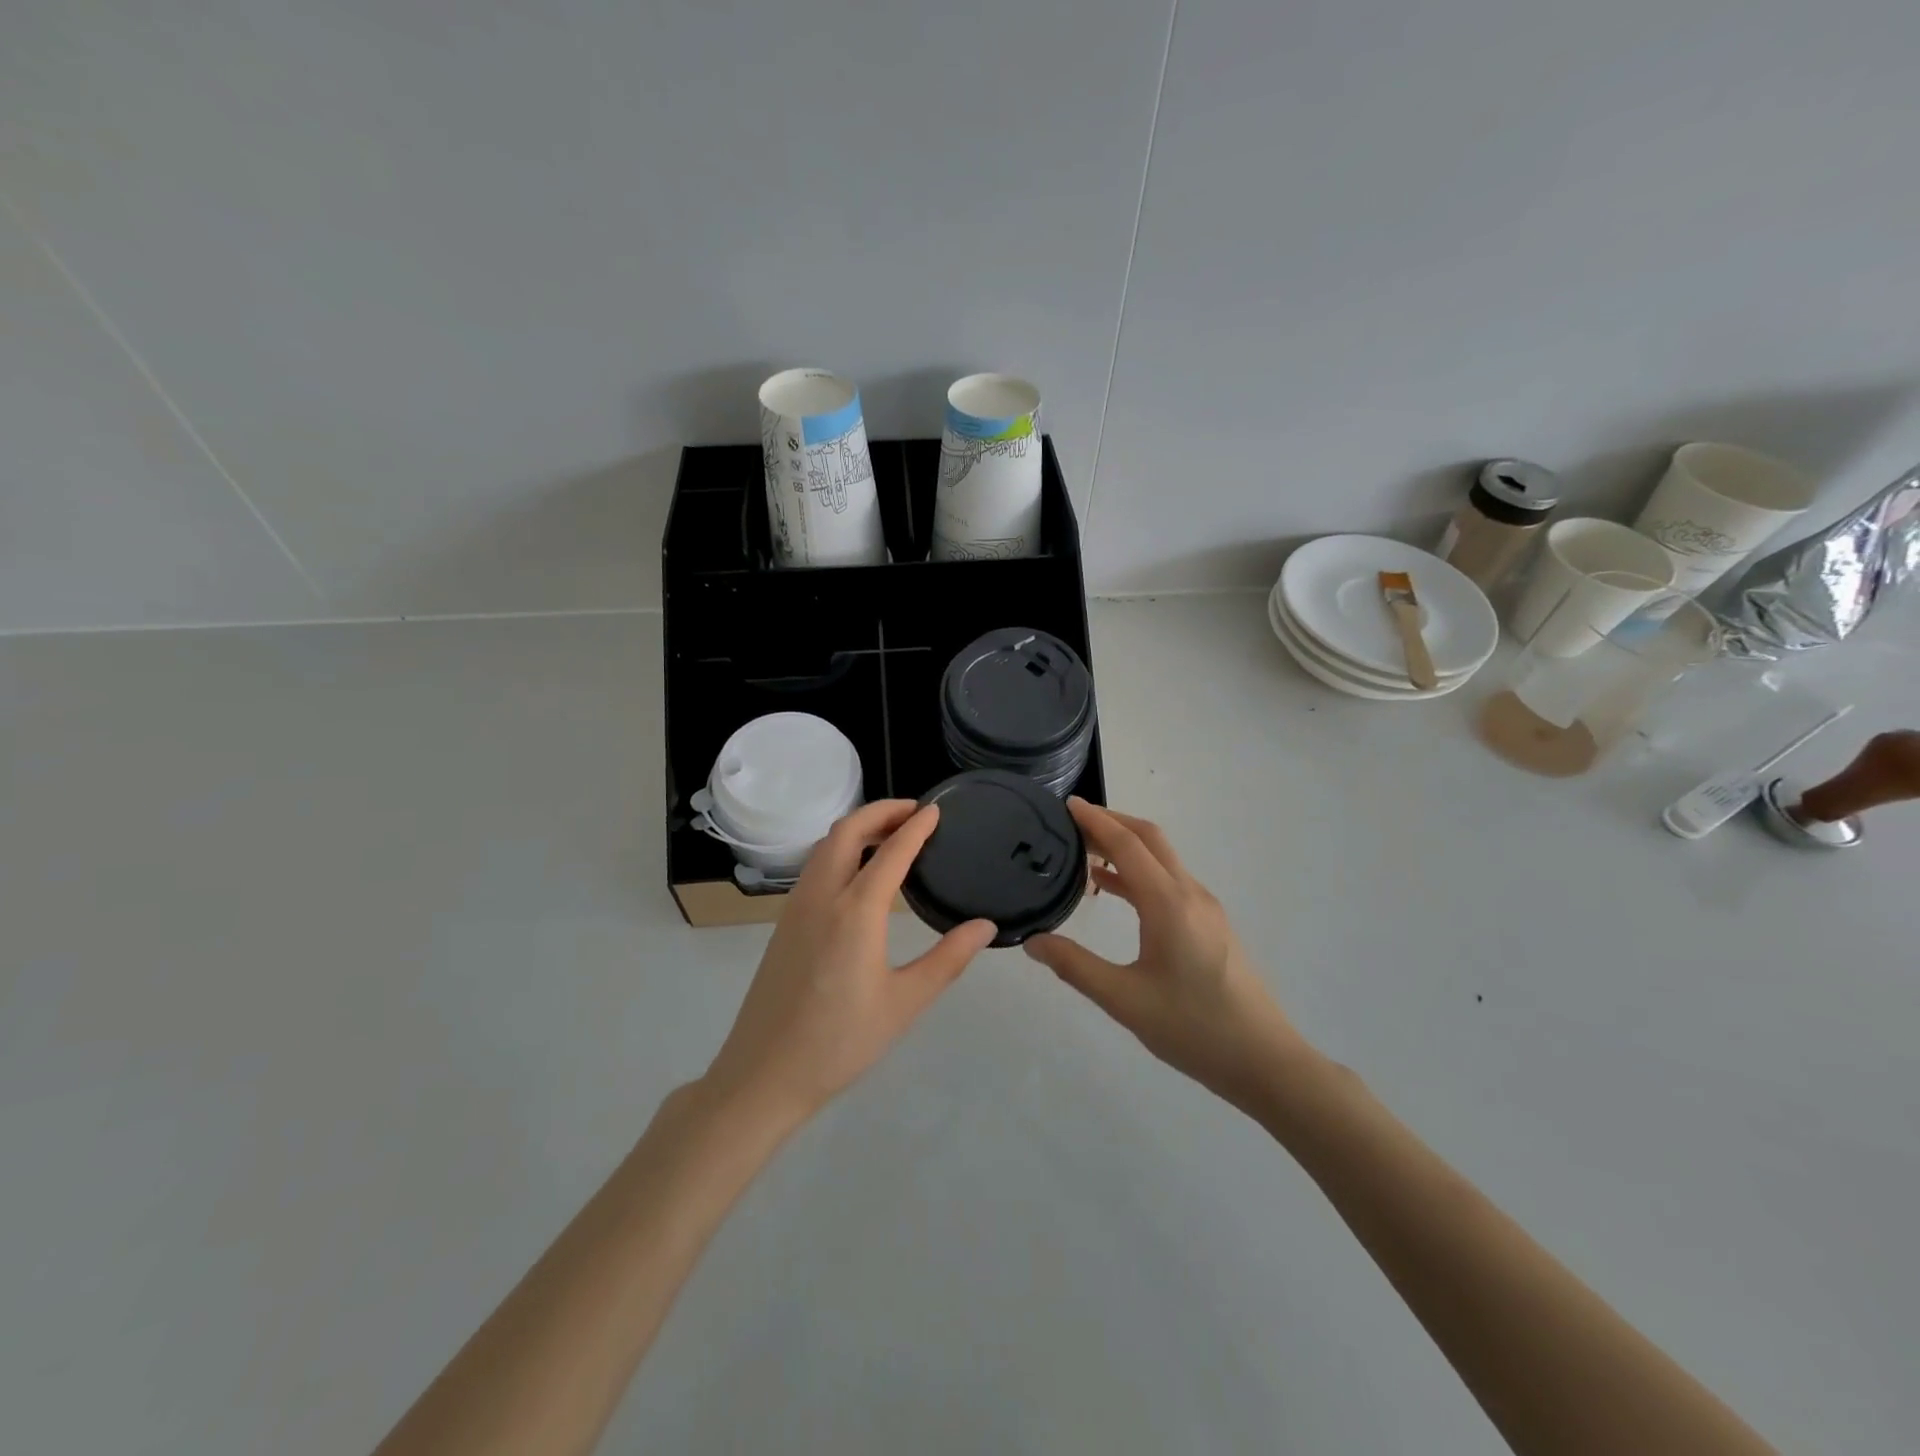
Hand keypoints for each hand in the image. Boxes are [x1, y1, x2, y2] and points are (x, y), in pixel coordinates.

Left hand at [704, 800, 996, 1124]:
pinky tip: (857, 871)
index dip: (915, 827)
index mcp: (855, 911)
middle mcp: (821, 896)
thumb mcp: (904, 1003)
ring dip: (856, 828)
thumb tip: (985, 926)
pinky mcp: (783, 923)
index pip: (890, 852)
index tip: (936, 810)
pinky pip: (813, 866)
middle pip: (846, 831)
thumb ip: (947, 959)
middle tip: (913, 812)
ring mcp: (796, 907)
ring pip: (824, 846)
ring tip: (889, 834)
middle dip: (880, 812)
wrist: (764, 1074)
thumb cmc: (840, 1043)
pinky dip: (839, 849)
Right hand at [1024, 799, 1304, 1112]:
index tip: (1067, 804)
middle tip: (1073, 822)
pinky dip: (1139, 872)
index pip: (1127, 845)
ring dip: (1126, 846)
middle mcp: (1190, 894)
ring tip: (1085, 850)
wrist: (1264, 1061)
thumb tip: (1033, 941)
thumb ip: (1075, 966)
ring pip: (1162, 859)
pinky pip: (1169, 881)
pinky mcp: (1210, 924)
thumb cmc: (1193, 1029)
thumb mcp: (1124, 1000)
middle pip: (1150, 839)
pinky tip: (1115, 889)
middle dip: (1112, 822)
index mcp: (1169, 903)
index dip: (1095, 820)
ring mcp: (1205, 908)